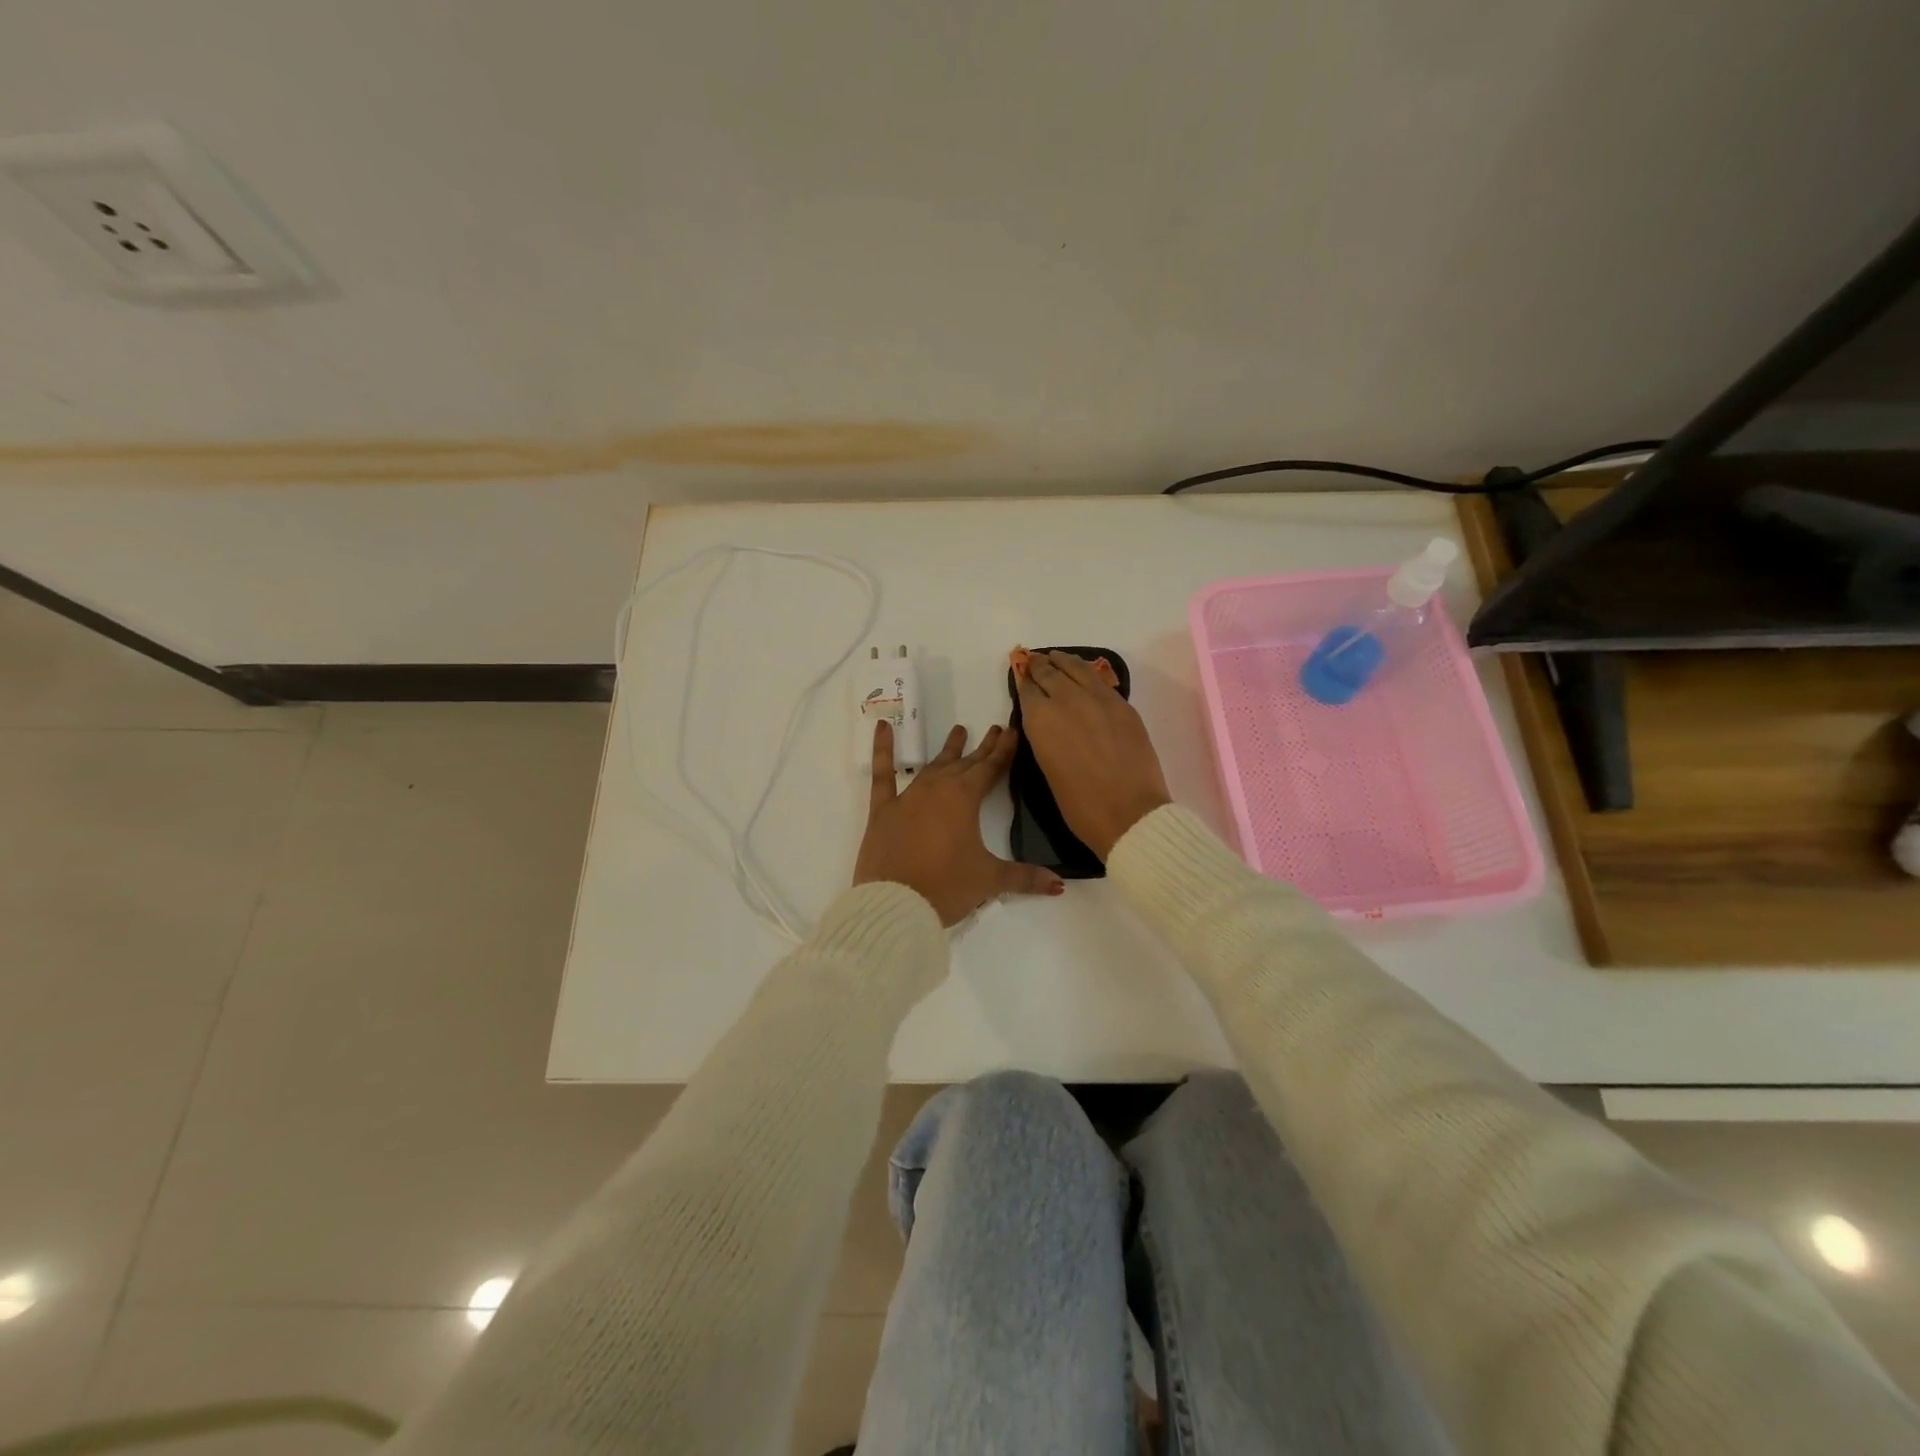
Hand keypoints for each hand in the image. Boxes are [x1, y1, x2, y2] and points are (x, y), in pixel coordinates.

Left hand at [854, 719, 1064, 924]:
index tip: (1012, 731)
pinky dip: (882, 749)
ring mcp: (907, 797)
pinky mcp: (883, 811)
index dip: (1003, 751)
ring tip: (959, 731)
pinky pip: (882, 774)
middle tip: (994, 729)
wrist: (894, 904)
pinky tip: (882, 727)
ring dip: (948, 751)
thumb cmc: (946, 888)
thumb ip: (1024, 878)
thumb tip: (1059, 884)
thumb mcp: (989, 880)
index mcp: (964, 799)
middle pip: (965, 765)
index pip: (990, 769)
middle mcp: (937, 790)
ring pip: (933, 767)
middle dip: (982, 749)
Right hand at [1014, 650, 1171, 860]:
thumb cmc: (1079, 804)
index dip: (1024, 681)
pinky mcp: (1123, 705)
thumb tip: (1048, 721)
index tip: (1021, 675)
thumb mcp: (1047, 767)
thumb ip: (1044, 736)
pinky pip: (1099, 680)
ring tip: (1056, 657)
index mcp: (1041, 720)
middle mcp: (1067, 700)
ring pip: (1076, 669)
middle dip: (1040, 666)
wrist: (1128, 813)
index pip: (1028, 690)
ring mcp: (1099, 699)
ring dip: (1063, 662)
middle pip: (1050, 673)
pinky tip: (1083, 673)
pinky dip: (1086, 672)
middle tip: (1035, 661)